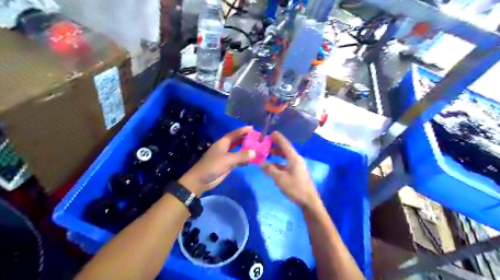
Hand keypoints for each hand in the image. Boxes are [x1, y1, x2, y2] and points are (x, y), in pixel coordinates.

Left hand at [179, 126, 254, 195]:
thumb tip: (254, 152)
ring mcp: (226, 157)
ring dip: (246, 150)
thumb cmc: (212, 166)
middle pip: (237, 141)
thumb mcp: (227, 159)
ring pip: (238, 151)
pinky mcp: (227, 165)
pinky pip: (238, 160)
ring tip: (257, 148)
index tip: (252, 127)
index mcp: (222, 143)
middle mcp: (225, 148)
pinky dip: (244, 159)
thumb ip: (241, 155)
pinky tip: (251, 160)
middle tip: (257, 138)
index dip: (242, 130)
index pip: (234, 134)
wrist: (201, 180)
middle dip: (246, 139)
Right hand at [260, 132, 318, 207]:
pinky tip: (272, 165)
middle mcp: (296, 159)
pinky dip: (279, 162)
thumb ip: (270, 169)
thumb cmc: (295, 188)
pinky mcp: (297, 172)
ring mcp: (297, 166)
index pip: (285, 144)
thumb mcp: (280, 178)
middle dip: (276, 145)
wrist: (308, 201)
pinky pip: (286, 163)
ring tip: (267, 153)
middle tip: (266, 143)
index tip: (270, 133)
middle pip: (285, 149)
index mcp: (294, 158)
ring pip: (286, 157)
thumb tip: (262, 163)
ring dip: (277, 154)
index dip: (278, 138)